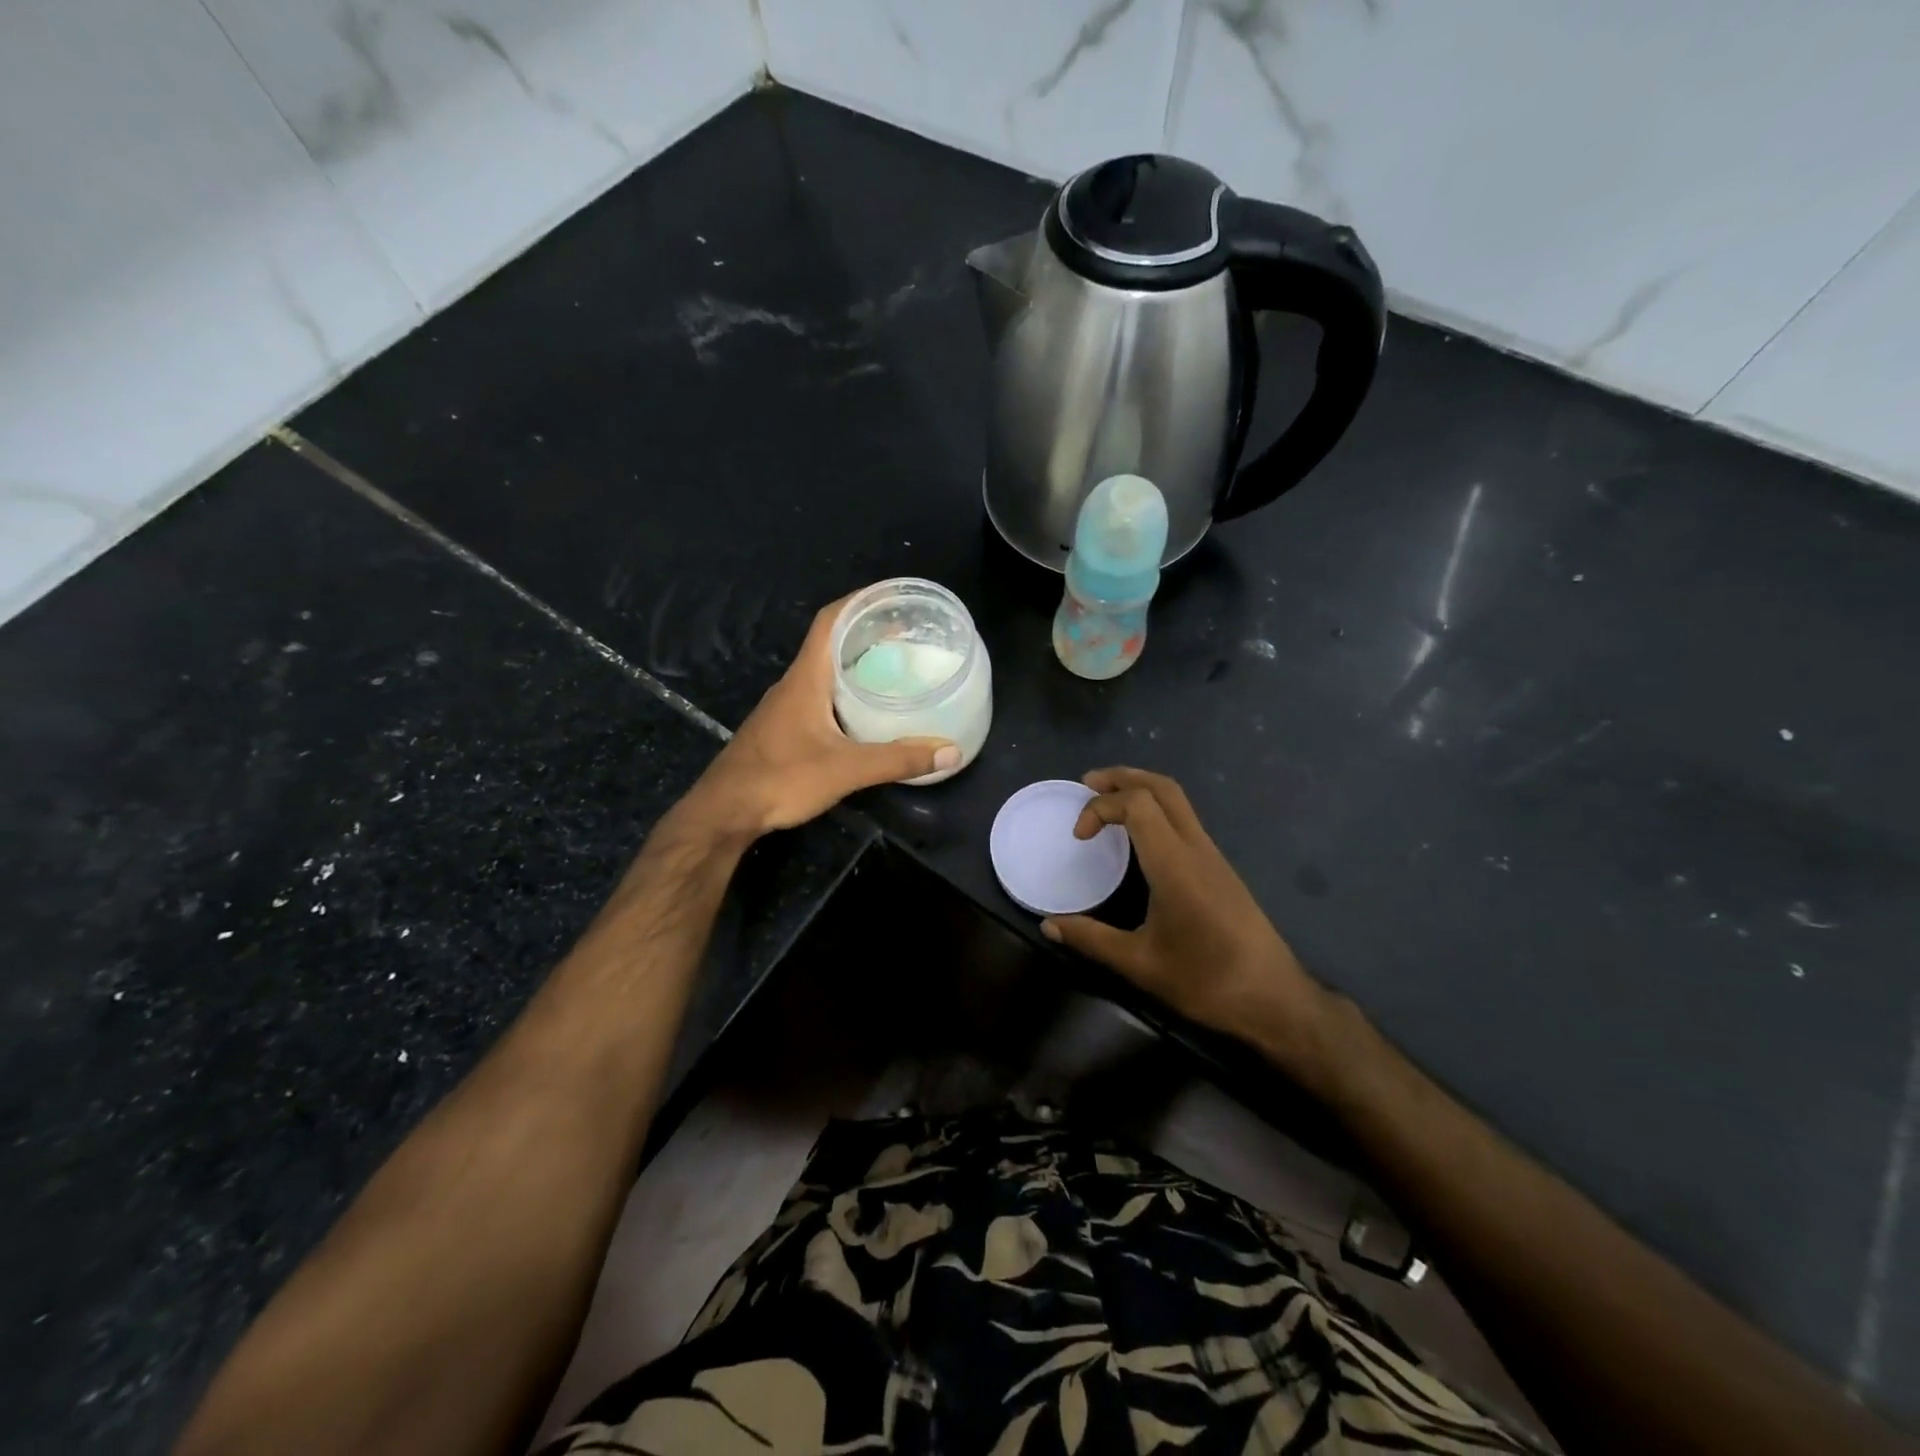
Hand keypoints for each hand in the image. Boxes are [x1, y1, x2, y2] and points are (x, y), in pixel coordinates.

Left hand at [684, 598, 958, 837]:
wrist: (725, 811)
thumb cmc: (781, 779)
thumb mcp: (846, 770)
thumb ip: (897, 760)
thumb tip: (950, 750)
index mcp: (806, 678)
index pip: (830, 620)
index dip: (859, 601)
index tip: (892, 597)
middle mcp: (794, 684)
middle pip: (830, 643)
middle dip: (867, 633)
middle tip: (907, 636)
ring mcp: (785, 707)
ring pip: (825, 671)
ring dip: (856, 663)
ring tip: (894, 668)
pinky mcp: (783, 729)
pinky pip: (820, 696)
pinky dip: (845, 691)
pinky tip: (865, 712)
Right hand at [1041, 768, 1332, 1078]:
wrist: (1274, 1000)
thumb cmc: (1206, 981)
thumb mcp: (1139, 964)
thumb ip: (1091, 939)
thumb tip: (1049, 925)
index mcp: (1175, 864)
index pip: (1137, 804)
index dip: (1100, 807)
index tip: (1079, 837)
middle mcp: (1196, 848)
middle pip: (1162, 787)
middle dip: (1122, 777)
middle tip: (1087, 784)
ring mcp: (1213, 856)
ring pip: (1178, 801)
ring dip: (1140, 790)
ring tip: (1107, 803)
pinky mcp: (1221, 869)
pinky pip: (1185, 820)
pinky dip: (1155, 810)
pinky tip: (1138, 837)